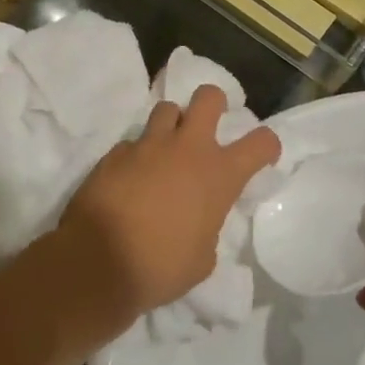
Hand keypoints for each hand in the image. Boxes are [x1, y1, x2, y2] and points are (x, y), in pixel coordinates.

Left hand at [54, 85, 279, 329]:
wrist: (98, 261)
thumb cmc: (160, 267)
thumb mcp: (202, 259)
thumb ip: (207, 230)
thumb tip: (197, 223)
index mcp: (219, 175)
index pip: (261, 142)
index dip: (266, 145)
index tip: (260, 155)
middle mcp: (187, 149)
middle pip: (209, 97)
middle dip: (214, 103)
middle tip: (209, 124)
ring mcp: (147, 146)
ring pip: (167, 109)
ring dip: (172, 125)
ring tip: (166, 149)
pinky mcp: (114, 153)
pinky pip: (132, 142)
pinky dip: (137, 155)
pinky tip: (130, 178)